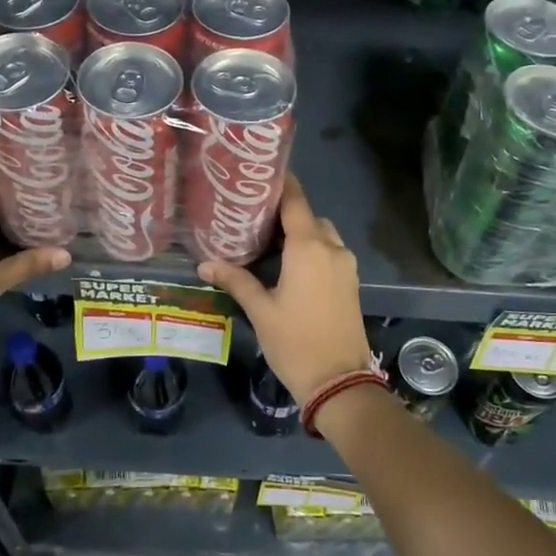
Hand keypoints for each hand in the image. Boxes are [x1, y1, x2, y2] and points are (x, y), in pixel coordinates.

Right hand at [198, 176, 369, 402]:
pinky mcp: (350, 282)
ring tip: (268, 240)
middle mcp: (331, 248)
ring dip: (300, 232)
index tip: (261, 173)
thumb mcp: (260, 310)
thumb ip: (235, 280)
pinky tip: (288, 264)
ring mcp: (345, 265)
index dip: (281, 184)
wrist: (340, 382)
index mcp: (308, 247)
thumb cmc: (296, 342)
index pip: (295, 201)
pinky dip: (312, 249)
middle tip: (254, 215)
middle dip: (285, 212)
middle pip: (308, 216)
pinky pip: (330, 252)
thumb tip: (205, 262)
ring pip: (322, 235)